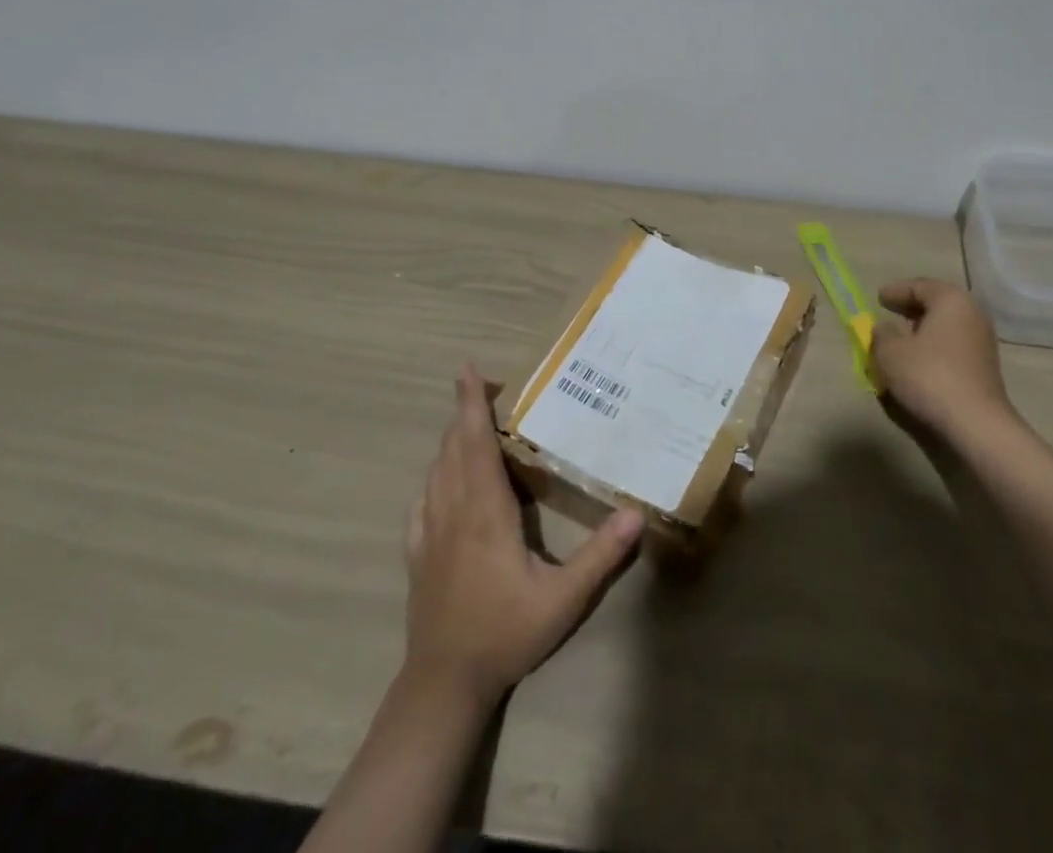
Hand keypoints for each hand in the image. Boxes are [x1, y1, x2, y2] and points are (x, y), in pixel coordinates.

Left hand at [404, 367, 642, 704]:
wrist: (444, 684)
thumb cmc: (505, 634)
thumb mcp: (563, 599)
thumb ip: (601, 556)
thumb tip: (636, 513)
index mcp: (485, 512)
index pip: (476, 444)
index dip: (470, 404)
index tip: (467, 369)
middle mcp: (452, 511)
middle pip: (453, 448)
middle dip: (463, 411)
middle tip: (480, 386)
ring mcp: (428, 532)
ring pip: (435, 470)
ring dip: (450, 440)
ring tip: (468, 424)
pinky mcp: (417, 553)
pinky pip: (422, 500)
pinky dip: (434, 476)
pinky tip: (442, 480)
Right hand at [870, 278, 1016, 438]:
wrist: (975, 424)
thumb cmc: (929, 376)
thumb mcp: (890, 352)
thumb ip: (880, 335)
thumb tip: (883, 329)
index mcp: (951, 300)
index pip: (920, 286)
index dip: (896, 291)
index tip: (878, 297)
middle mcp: (972, 315)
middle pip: (937, 305)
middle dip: (911, 309)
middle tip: (889, 313)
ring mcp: (982, 343)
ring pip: (945, 328)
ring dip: (922, 332)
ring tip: (899, 340)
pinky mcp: (984, 369)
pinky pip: (952, 348)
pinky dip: (933, 349)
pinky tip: (917, 362)